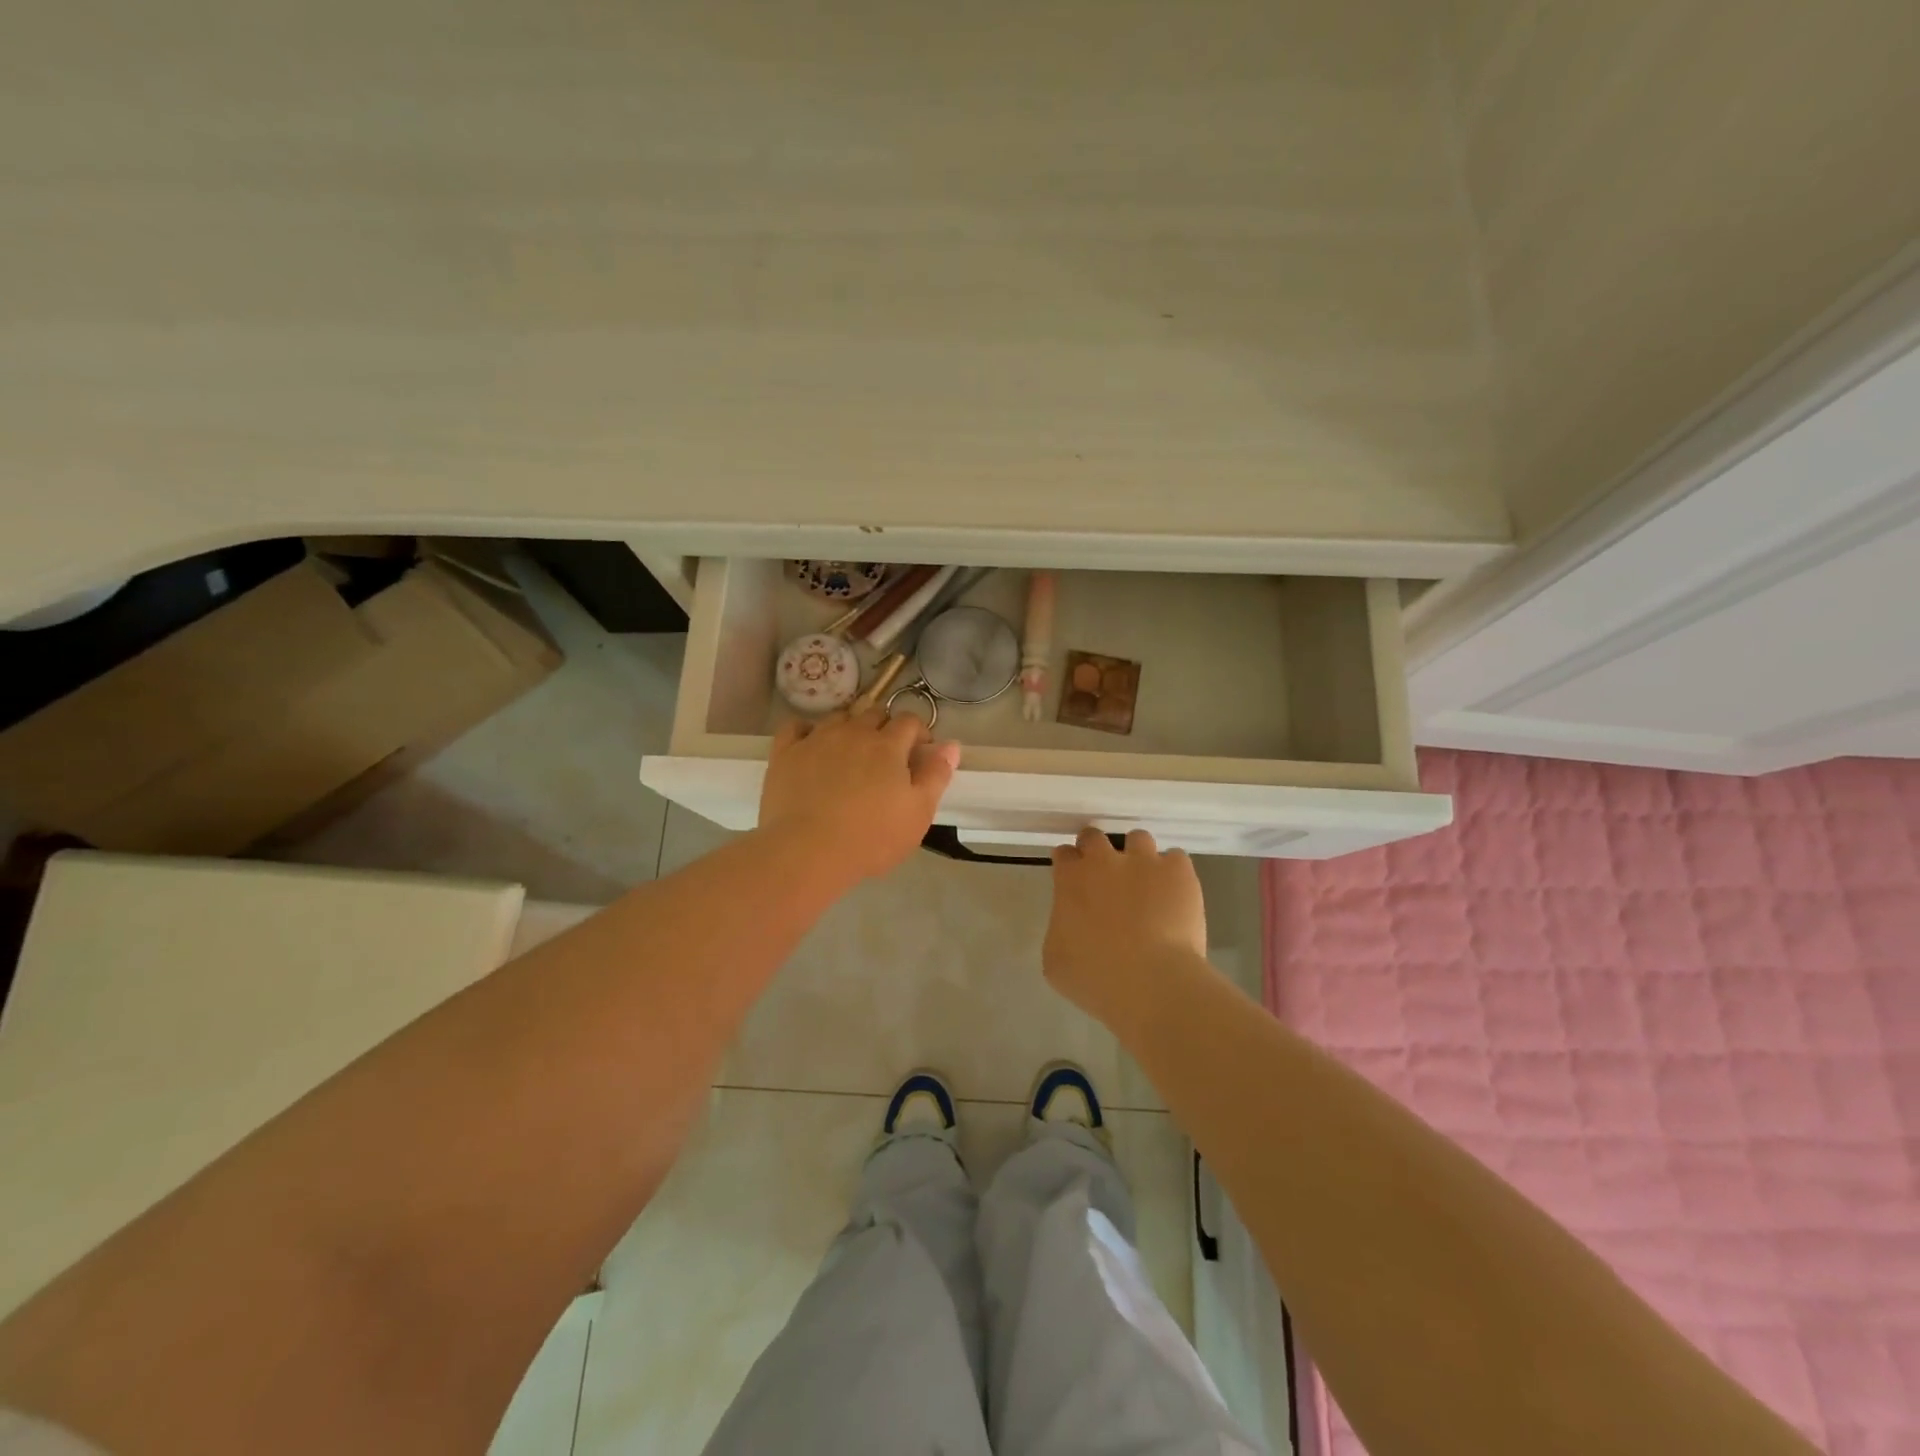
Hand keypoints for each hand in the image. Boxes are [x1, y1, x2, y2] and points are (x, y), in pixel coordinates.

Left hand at [758, 709, 960, 882]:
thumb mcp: (918, 813)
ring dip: (850, 728)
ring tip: (850, 753)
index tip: (919, 754)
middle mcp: (853, 732)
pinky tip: (811, 745)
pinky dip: (807, 731)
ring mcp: (816, 739)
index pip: (909, 721)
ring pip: (838, 717)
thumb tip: (950, 744)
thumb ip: (936, 775)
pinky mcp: (786, 752)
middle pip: (874, 713)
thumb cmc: (871, 838)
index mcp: (888, 745)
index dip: (918, 733)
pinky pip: (796, 726)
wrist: (807, 852)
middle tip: (886, 758)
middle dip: (885, 728)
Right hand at [1044, 828, 1207, 1036]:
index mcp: (1071, 879)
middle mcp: (1105, 860)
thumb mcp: (1056, 960)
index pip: (1064, 855)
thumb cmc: (1096, 979)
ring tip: (1145, 882)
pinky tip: (1174, 894)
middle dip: (1096, 851)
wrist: (1151, 983)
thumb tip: (1071, 923)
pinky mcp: (1179, 872)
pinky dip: (1173, 873)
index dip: (1068, 866)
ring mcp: (1145, 861)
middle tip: (1105, 877)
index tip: (1073, 880)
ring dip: (1137, 856)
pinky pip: (1176, 858)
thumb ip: (1061, 929)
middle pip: (1094, 837)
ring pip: (1138, 839)